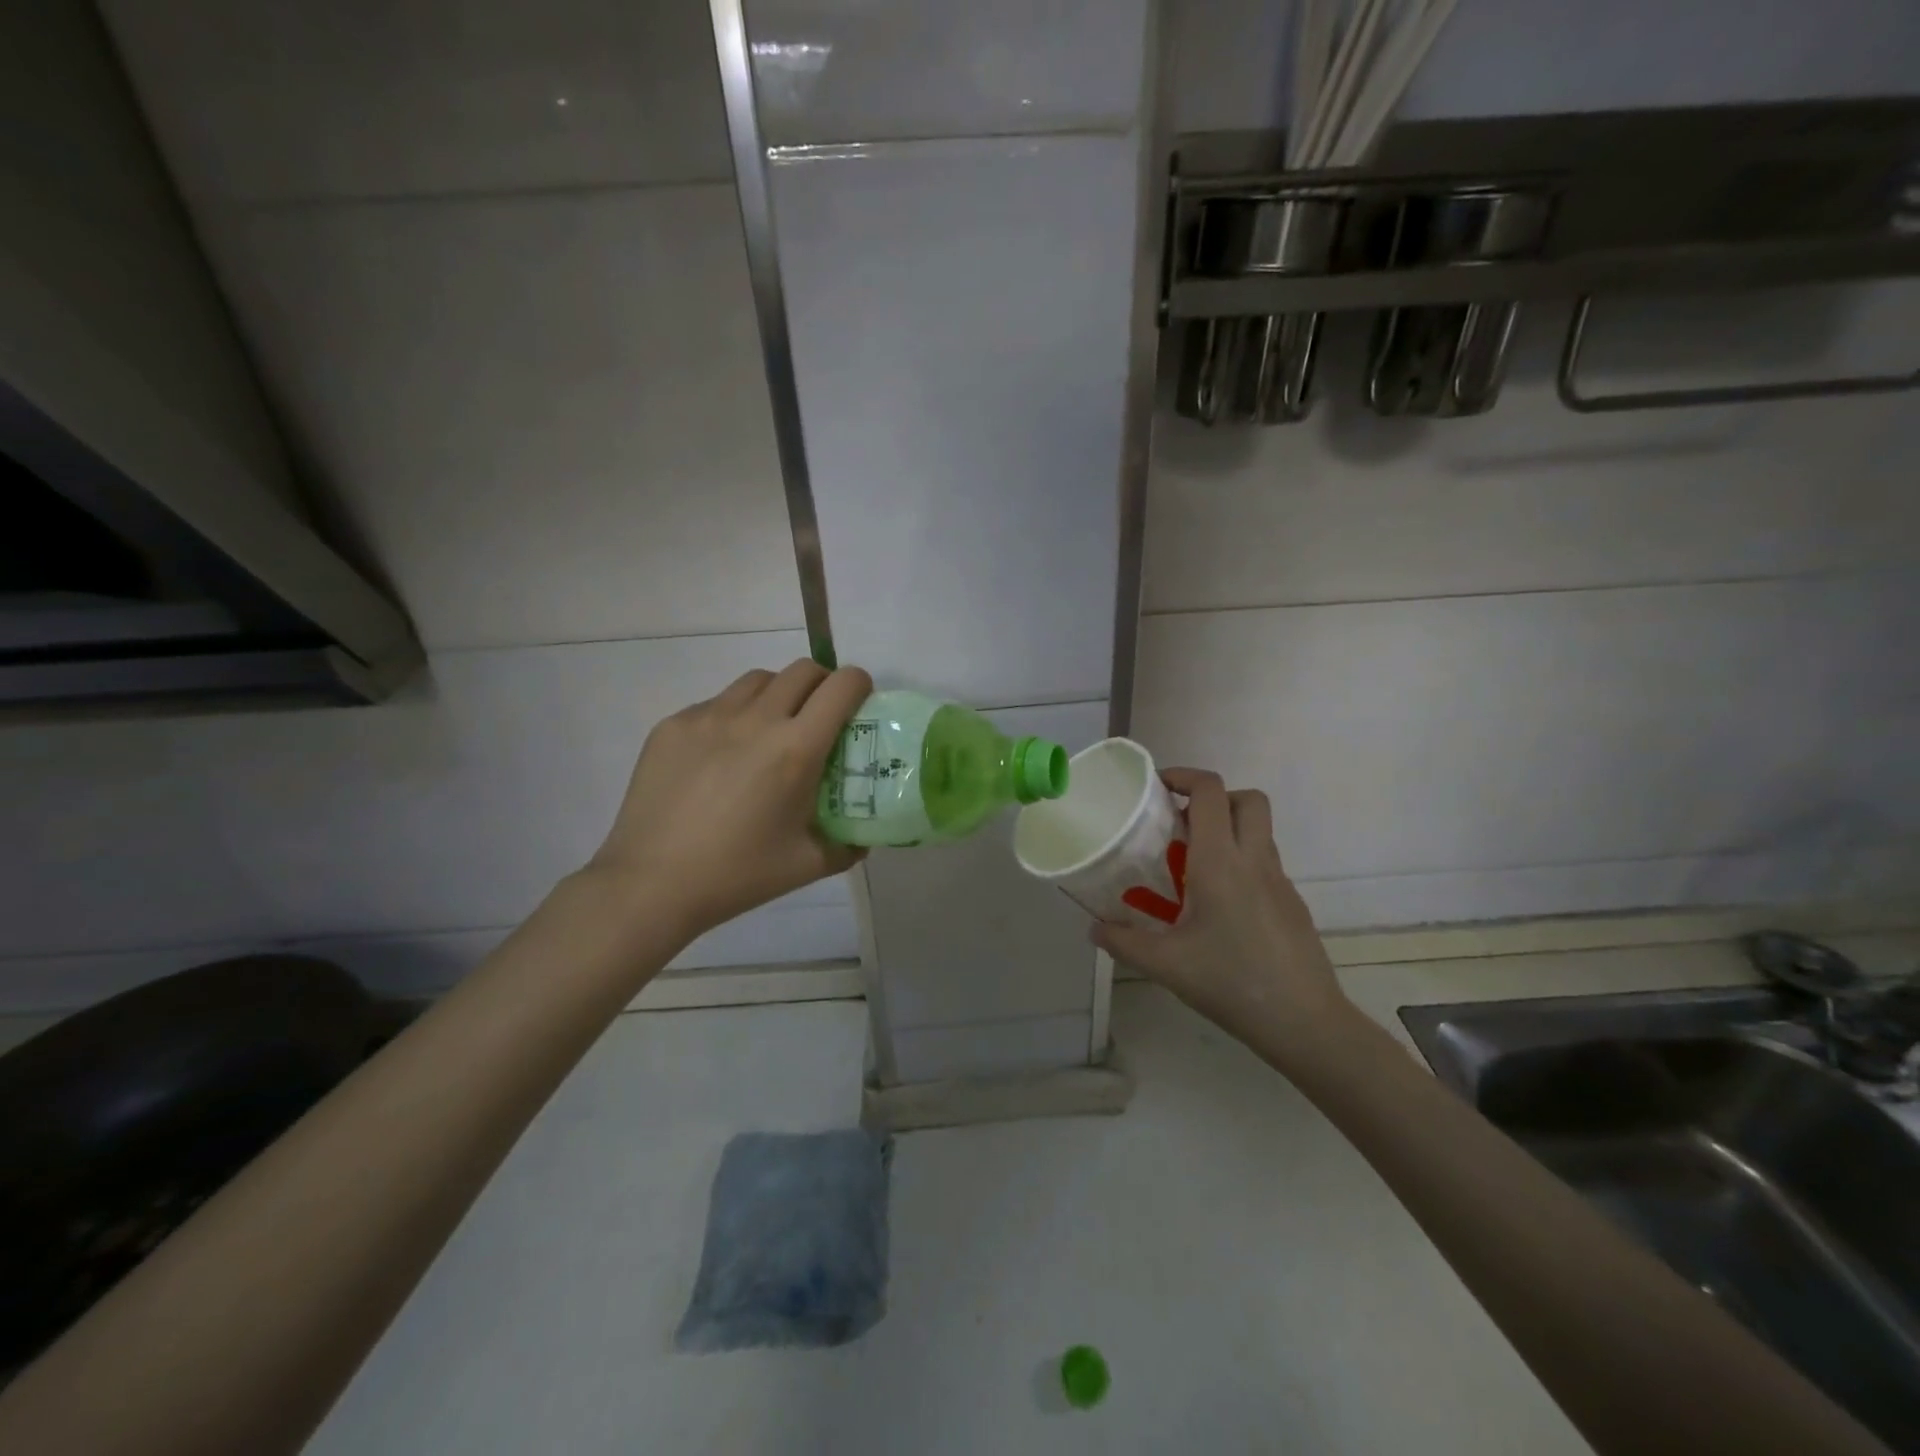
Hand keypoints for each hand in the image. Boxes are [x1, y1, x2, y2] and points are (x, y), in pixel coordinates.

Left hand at [586, 660, 872, 940]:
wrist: (650, 884)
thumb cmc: (737, 875)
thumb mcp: (807, 865)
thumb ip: (847, 845)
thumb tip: (863, 836)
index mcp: (795, 749)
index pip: (842, 686)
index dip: (859, 685)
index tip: (859, 704)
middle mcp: (755, 719)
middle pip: (802, 670)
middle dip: (822, 684)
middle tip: (819, 717)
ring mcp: (709, 717)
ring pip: (758, 680)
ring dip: (778, 694)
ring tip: (771, 731)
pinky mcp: (673, 725)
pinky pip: (716, 703)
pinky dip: (734, 716)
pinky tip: (723, 757)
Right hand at [1092, 768, 1352, 1052]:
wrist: (1304, 1022)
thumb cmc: (1230, 982)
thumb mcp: (1165, 965)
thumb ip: (1122, 942)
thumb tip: (1093, 929)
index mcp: (1221, 862)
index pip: (1210, 792)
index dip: (1184, 776)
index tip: (1157, 788)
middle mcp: (1254, 860)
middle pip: (1247, 799)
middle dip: (1214, 798)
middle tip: (1181, 823)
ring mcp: (1280, 881)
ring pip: (1259, 831)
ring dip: (1228, 830)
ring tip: (1193, 866)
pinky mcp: (1292, 903)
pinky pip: (1265, 863)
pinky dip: (1241, 864)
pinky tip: (1220, 907)